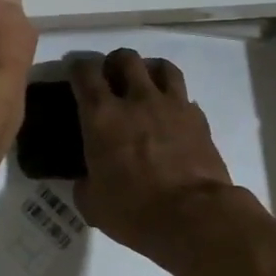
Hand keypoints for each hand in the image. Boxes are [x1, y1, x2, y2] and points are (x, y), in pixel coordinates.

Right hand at [70, 49, 248, 273]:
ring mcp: (172, 106)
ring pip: (162, 67)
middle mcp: (136, 100)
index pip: (85, 72)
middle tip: (112, 79)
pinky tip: (172, 116)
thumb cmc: (134, 211)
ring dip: (150, 70)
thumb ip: (86, 184)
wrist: (194, 218)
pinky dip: (176, 100)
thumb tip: (87, 180)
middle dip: (115, 62)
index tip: (76, 75)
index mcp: (102, 115)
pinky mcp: (199, 119)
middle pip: (125, 58)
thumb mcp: (92, 204)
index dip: (78, 68)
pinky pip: (185, 97)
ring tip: (146, 85)